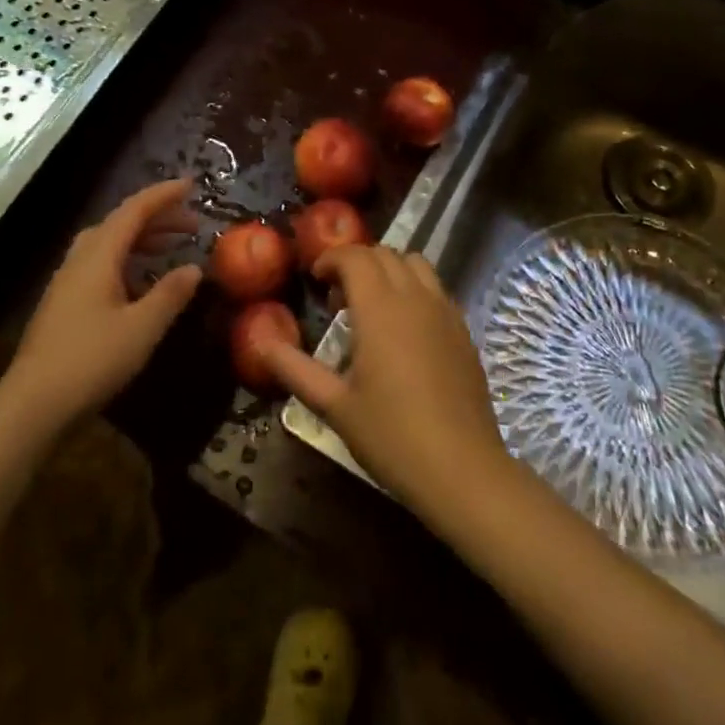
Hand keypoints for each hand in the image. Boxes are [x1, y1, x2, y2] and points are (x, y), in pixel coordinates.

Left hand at [3, 179, 202, 434]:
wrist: (31, 406)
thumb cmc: (90, 361)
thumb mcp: (142, 328)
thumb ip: (171, 294)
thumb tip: (195, 268)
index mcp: (99, 256)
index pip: (134, 210)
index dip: (164, 195)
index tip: (192, 184)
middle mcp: (80, 260)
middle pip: (120, 223)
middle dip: (157, 217)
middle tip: (192, 224)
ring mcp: (67, 282)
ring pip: (108, 244)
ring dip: (141, 238)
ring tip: (171, 247)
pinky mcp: (63, 304)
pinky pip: (100, 264)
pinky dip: (127, 260)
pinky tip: (141, 283)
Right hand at [258, 245, 512, 523]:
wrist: (463, 470)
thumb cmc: (392, 437)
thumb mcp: (335, 406)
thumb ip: (295, 369)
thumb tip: (261, 343)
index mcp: (380, 308)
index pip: (355, 256)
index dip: (331, 259)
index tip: (316, 281)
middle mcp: (415, 297)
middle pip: (384, 254)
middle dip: (357, 263)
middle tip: (338, 299)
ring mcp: (444, 311)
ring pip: (415, 263)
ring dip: (389, 270)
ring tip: (373, 306)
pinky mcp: (463, 329)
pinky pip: (435, 288)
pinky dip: (414, 288)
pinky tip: (405, 329)